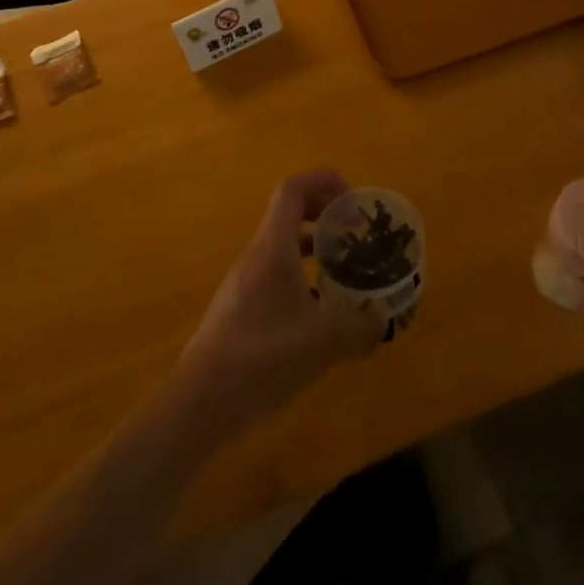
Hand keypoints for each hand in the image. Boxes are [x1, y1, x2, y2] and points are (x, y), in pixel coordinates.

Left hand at [174, 170, 385, 436]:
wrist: (201, 402)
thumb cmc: (263, 357)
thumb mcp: (324, 342)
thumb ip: (360, 327)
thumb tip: (382, 320)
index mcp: (273, 248)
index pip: (293, 189)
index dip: (324, 182)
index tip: (353, 201)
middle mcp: (256, 256)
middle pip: (288, 214)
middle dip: (324, 215)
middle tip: (354, 234)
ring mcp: (243, 283)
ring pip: (281, 248)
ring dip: (313, 249)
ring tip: (343, 273)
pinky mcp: (238, 310)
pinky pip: (274, 276)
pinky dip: (299, 280)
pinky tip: (317, 316)